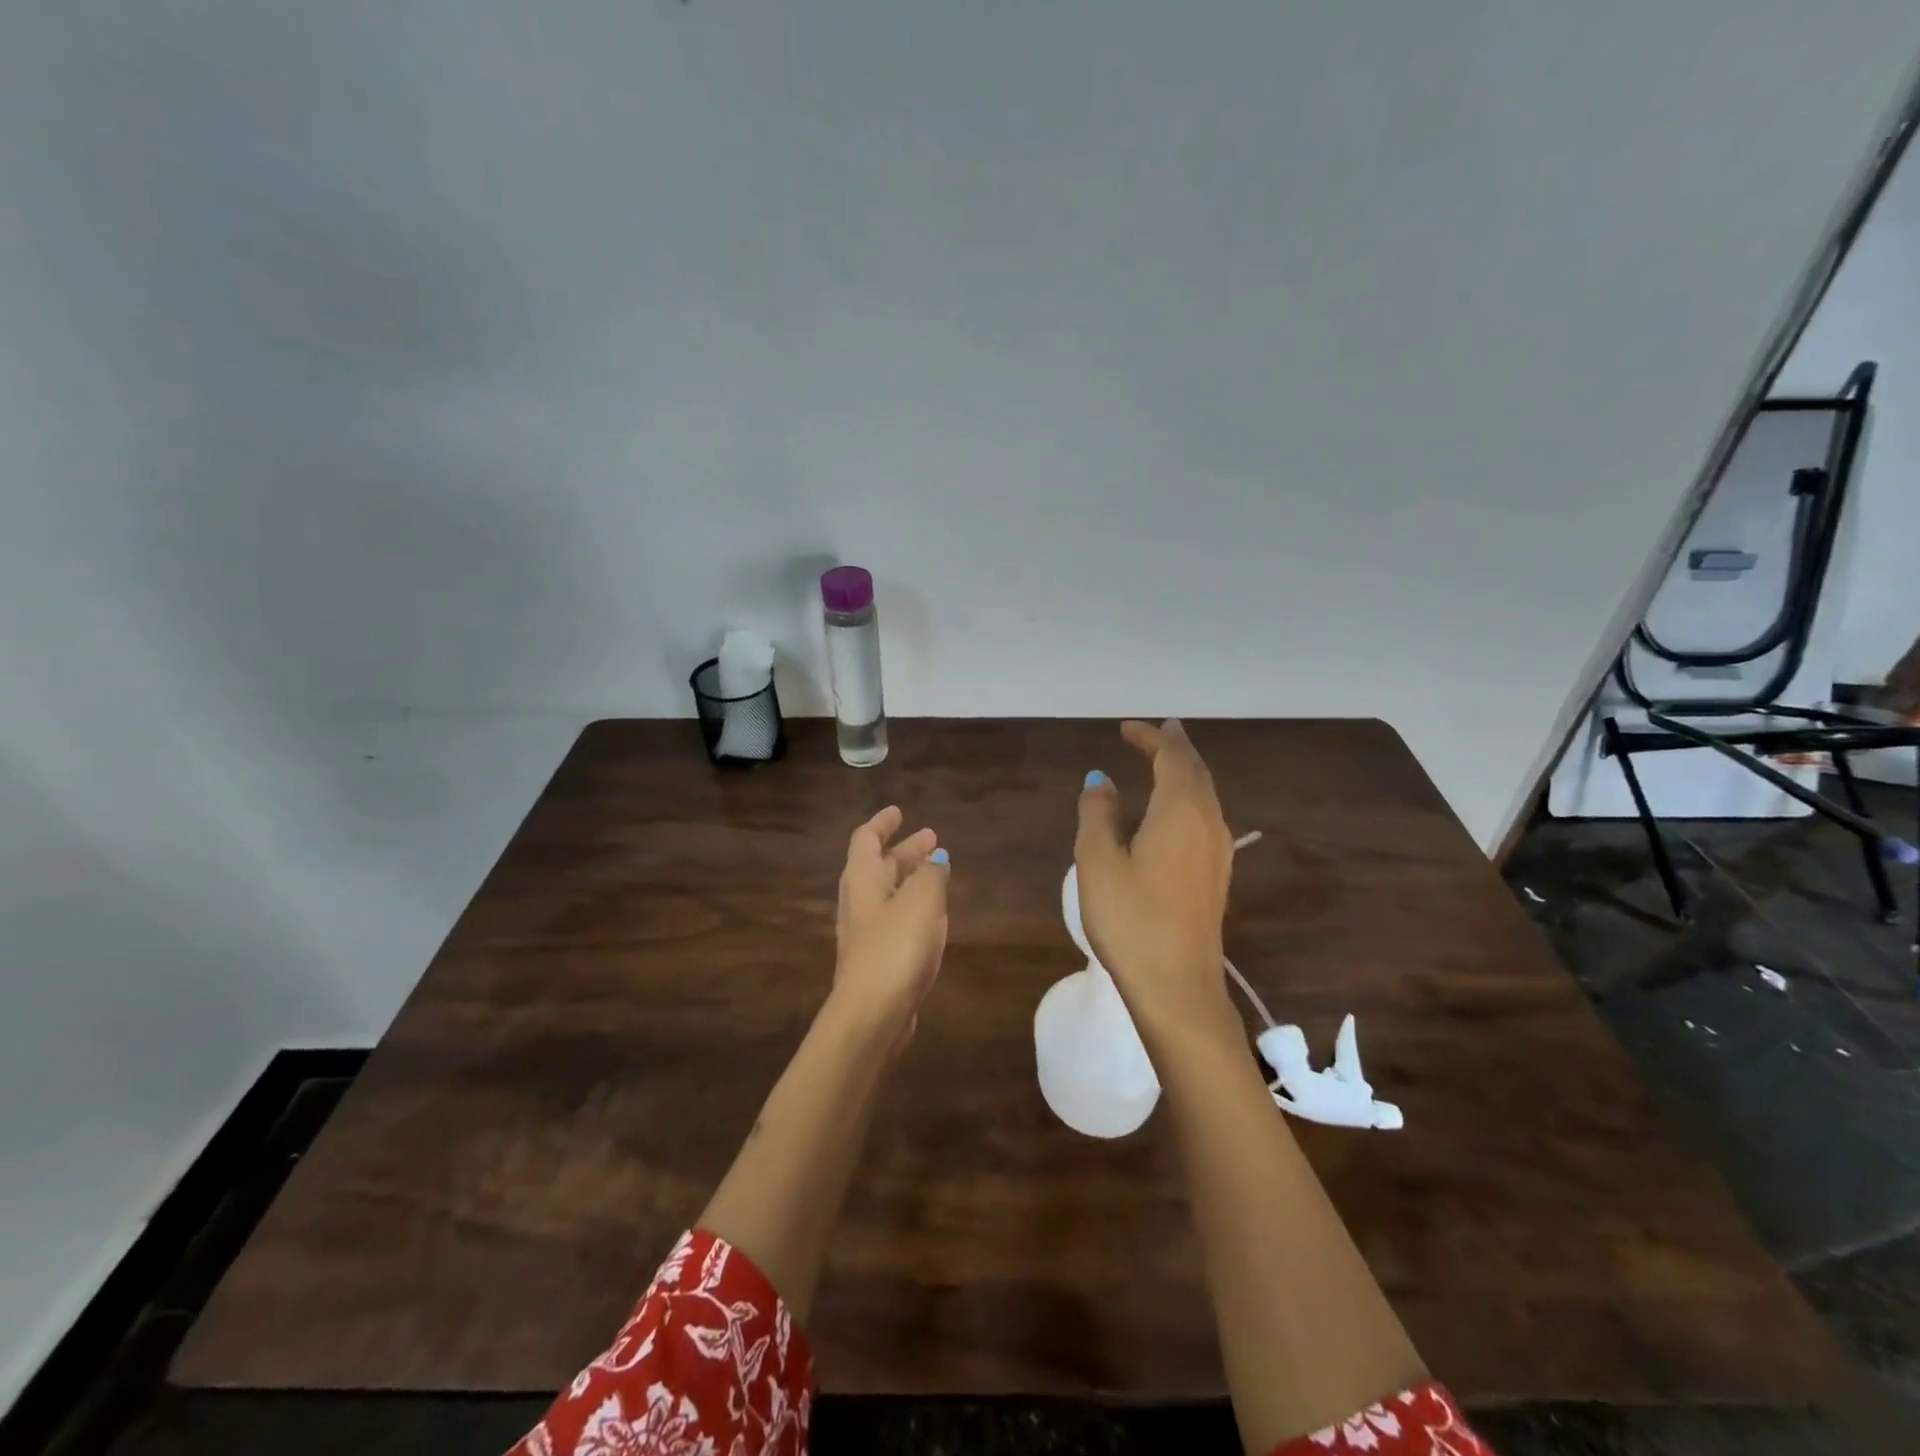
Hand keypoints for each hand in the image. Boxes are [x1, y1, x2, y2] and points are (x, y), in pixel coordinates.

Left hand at [832, 806, 949, 1049]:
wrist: (872, 1014)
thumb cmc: (896, 947)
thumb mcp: (922, 900)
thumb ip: (932, 874)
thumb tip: (936, 858)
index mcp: (862, 879)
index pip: (866, 839)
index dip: (882, 823)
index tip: (899, 812)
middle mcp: (859, 902)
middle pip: (879, 866)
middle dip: (904, 851)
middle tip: (932, 839)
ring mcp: (865, 933)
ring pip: (888, 894)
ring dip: (910, 878)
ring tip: (938, 871)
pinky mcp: (877, 959)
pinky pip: (895, 919)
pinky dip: (913, 906)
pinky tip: (933, 914)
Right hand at [1074, 720, 1236, 1043]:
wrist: (1177, 985)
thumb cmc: (1131, 918)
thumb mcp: (1098, 860)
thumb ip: (1098, 813)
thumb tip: (1102, 781)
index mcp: (1180, 810)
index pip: (1172, 757)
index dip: (1151, 737)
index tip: (1126, 728)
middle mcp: (1207, 822)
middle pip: (1195, 771)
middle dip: (1173, 748)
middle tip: (1152, 733)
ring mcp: (1217, 851)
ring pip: (1205, 795)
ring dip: (1184, 772)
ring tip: (1163, 762)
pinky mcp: (1216, 875)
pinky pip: (1205, 817)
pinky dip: (1188, 798)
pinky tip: (1173, 812)